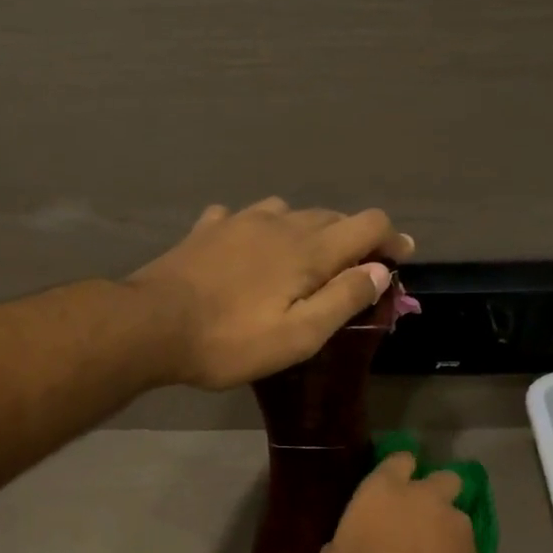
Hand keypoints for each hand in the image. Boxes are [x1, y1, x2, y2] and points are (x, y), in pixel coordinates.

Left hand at [129, 198, 412, 389]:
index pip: (367, 224)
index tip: (400, 258)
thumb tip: (380, 270)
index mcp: (308, 249)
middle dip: (353, 240)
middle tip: (355, 274)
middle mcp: (279, 222)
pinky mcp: (207, 229)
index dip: (390, 239)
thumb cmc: (230, 340)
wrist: (151, 325)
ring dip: (307, 232)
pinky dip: (260, 230)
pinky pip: (244, 217)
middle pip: (332, 216)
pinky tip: (248, 248)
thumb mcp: (298, 335)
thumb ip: (343, 299)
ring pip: (289, 212)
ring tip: (302, 262)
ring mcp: (239, 220)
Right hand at [319, 451, 477, 552]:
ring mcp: (452, 519)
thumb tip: (350, 543)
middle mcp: (422, 494)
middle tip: (421, 517)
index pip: (399, 460)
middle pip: (441, 477)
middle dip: (435, 492)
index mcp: (382, 489)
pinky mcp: (475, 547)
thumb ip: (345, 541)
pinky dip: (457, 552)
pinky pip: (464, 541)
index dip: (399, 472)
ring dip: (446, 525)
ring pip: (455, 511)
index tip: (393, 489)